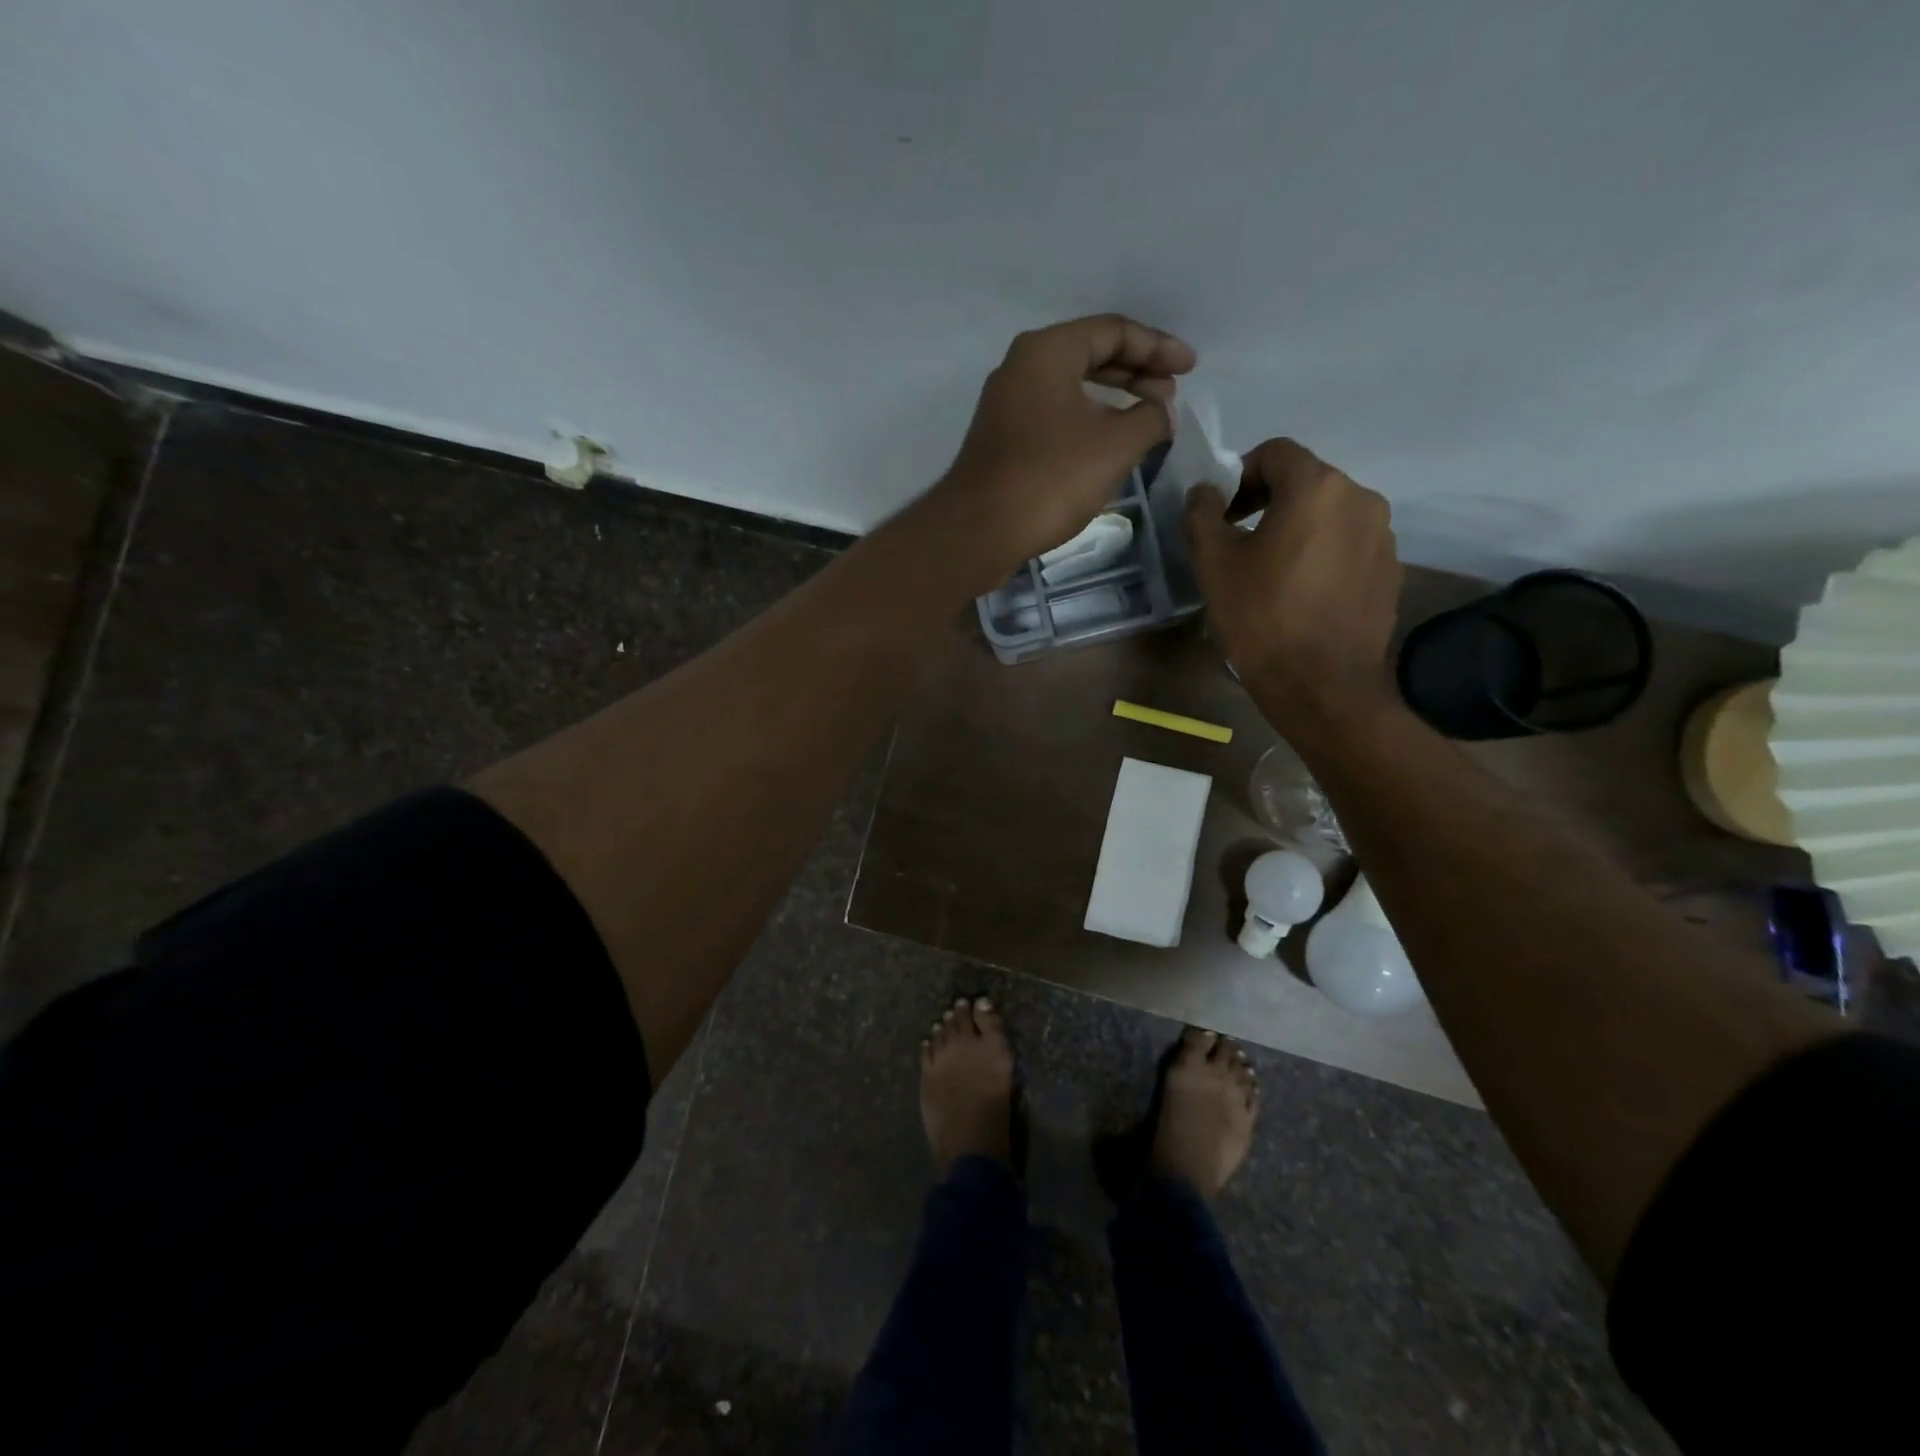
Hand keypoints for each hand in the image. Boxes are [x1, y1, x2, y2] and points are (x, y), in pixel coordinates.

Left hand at [930, 315, 1195, 579]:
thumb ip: (1150, 417)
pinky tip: (1108, 442)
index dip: (1158, 347)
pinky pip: (1054, 413)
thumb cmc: (1050, 480)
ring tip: (1147, 417)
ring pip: (1071, 386)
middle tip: (1170, 394)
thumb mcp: (1116, 446)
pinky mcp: (1001, 438)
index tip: (1190, 369)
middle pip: (1090, 354)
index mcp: (1047, 351)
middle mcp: (1021, 367)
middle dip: (1136, 371)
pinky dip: (1087, 419)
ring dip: (1113, 398)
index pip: (1113, 331)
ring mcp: (1006, 404)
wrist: (979, 531)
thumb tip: (1159, 410)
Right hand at [1184, 438, 1402, 735]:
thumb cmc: (1261, 617)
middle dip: (1268, 502)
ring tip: (1271, 572)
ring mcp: (1383, 536)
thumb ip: (1202, 515)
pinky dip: (1322, 555)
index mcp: (1318, 488)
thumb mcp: (1214, 565)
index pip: (1275, 453)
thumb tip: (1204, 493)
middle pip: (1306, 482)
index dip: (1240, 475)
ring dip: (1297, 529)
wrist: (1321, 685)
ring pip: (1330, 515)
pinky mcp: (1391, 571)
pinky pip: (1349, 546)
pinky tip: (1302, 594)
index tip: (1221, 513)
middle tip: (1238, 541)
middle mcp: (1361, 499)